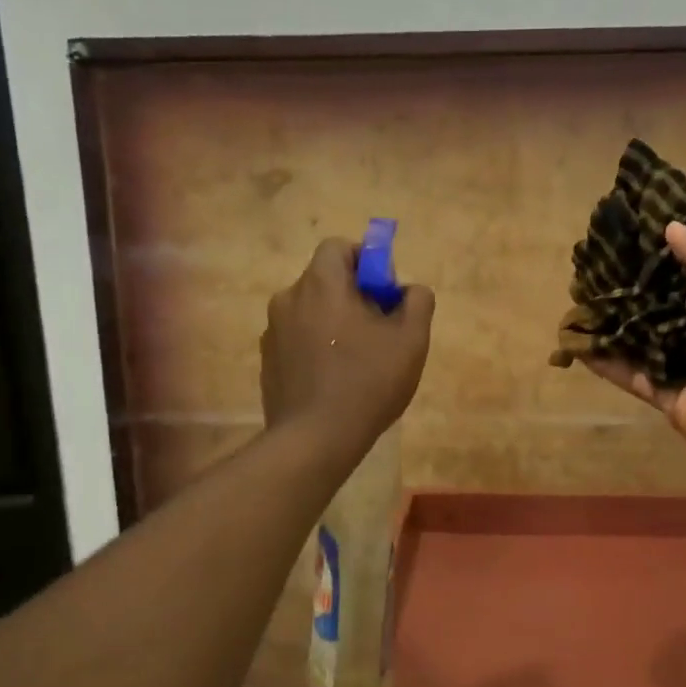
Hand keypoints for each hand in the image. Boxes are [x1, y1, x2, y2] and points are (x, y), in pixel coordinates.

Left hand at [262, 238, 434, 463]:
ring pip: (311, 312)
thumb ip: (417, 302)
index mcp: (321, 284)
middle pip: (325, 280)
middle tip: (379, 329)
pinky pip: (297, 340)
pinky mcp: (268, 361)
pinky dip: (316, 347)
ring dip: (334, 323)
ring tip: (358, 360)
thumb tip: (410, 290)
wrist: (316, 439)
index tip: (385, 293)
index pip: (339, 247)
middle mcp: (289, 299)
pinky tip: (335, 380)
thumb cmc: (368, 382)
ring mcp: (273, 332)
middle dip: (353, 295)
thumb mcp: (411, 340)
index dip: (366, 262)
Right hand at [585, 222, 685, 470]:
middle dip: (626, 291)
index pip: (685, 272)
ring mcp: (677, 363)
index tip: (628, 235)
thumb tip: (671, 228)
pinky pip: (628, 374)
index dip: (660, 254)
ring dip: (610, 325)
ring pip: (636, 339)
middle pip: (654, 305)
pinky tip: (578, 347)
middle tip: (591, 272)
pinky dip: (604, 363)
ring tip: (577, 304)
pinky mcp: (662, 393)